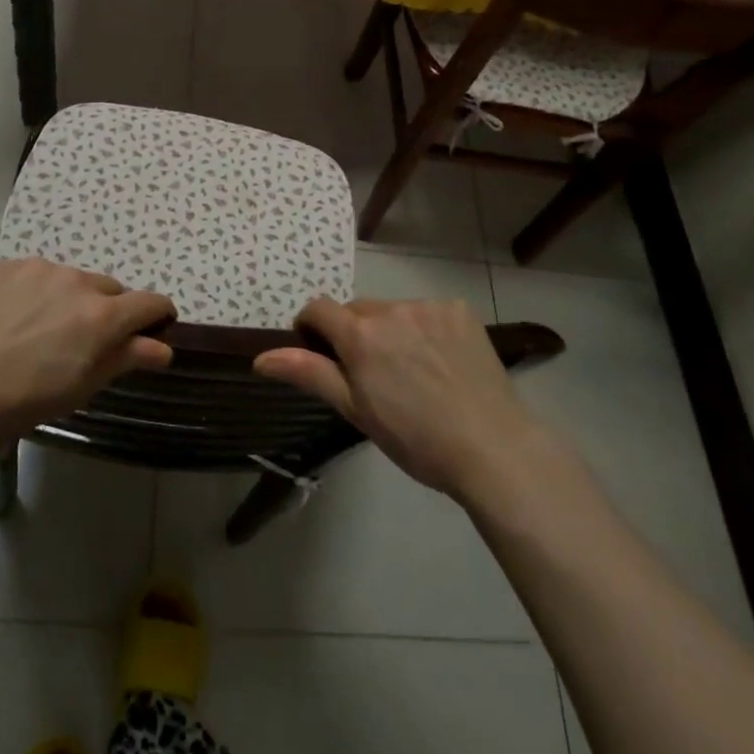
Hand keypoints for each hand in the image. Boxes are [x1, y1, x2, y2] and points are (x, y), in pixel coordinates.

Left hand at [0, 258, 174, 447]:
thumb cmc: (16, 399)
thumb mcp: (77, 388)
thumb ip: (124, 360)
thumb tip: (163, 347)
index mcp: (101, 316)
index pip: (150, 302)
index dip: (159, 315)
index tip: (154, 329)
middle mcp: (77, 281)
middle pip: (111, 290)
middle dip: (109, 311)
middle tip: (85, 342)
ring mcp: (40, 268)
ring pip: (72, 281)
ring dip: (71, 300)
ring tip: (40, 332)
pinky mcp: (7, 265)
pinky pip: (37, 275)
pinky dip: (37, 292)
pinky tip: (11, 319)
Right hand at [254, 297, 542, 499]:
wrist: (492, 447)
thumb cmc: (416, 439)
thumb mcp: (356, 410)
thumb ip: (310, 374)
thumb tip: (261, 357)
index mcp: (360, 335)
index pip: (318, 308)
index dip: (312, 328)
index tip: (322, 355)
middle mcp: (390, 309)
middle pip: (357, 310)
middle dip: (356, 333)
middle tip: (374, 375)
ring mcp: (428, 306)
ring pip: (393, 311)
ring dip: (392, 330)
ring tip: (414, 372)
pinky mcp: (459, 309)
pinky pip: (428, 312)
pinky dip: (426, 329)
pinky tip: (443, 362)